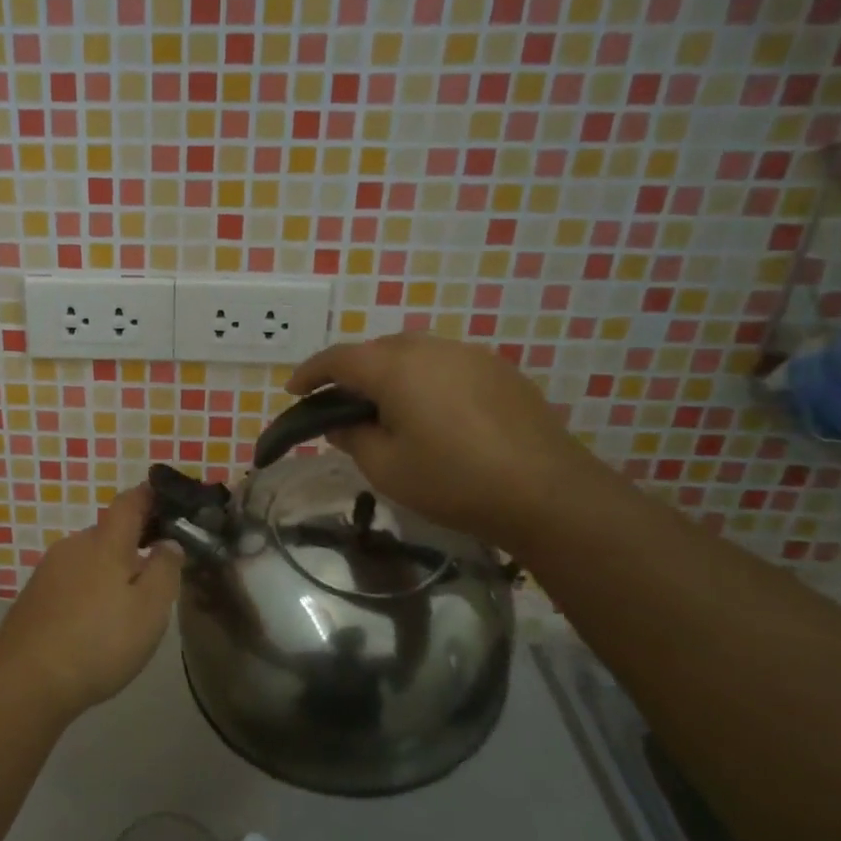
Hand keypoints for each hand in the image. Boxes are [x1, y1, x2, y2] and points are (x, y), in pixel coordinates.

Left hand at [0, 486, 183, 717]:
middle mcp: (74, 545)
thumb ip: (165, 569)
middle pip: (109, 533)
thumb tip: (168, 542)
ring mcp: (49, 569)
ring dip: (110, 572)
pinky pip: (72, 580)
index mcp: (105, 541)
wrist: (26, 680)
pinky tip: (95, 624)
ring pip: (90, 558)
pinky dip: (89, 591)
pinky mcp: (35, 594)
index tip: (169, 502)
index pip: (130, 501)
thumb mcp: (150, 609)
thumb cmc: (99, 641)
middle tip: (157, 576)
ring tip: (127, 608)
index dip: (150, 496)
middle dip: (133, 545)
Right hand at [286, 333, 612, 552]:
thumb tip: (340, 423)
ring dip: (390, 375)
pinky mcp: (499, 371)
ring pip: (414, 354)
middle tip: (340, 406)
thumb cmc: (453, 481)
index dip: (310, 373)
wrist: (547, 492)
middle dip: (352, 373)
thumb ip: (352, 438)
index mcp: (395, 367)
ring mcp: (470, 355)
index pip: (338, 358)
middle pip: (377, 350)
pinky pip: (446, 365)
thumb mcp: (386, 468)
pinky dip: (425, 381)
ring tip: (386, 410)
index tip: (293, 391)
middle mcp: (431, 348)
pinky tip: (433, 414)